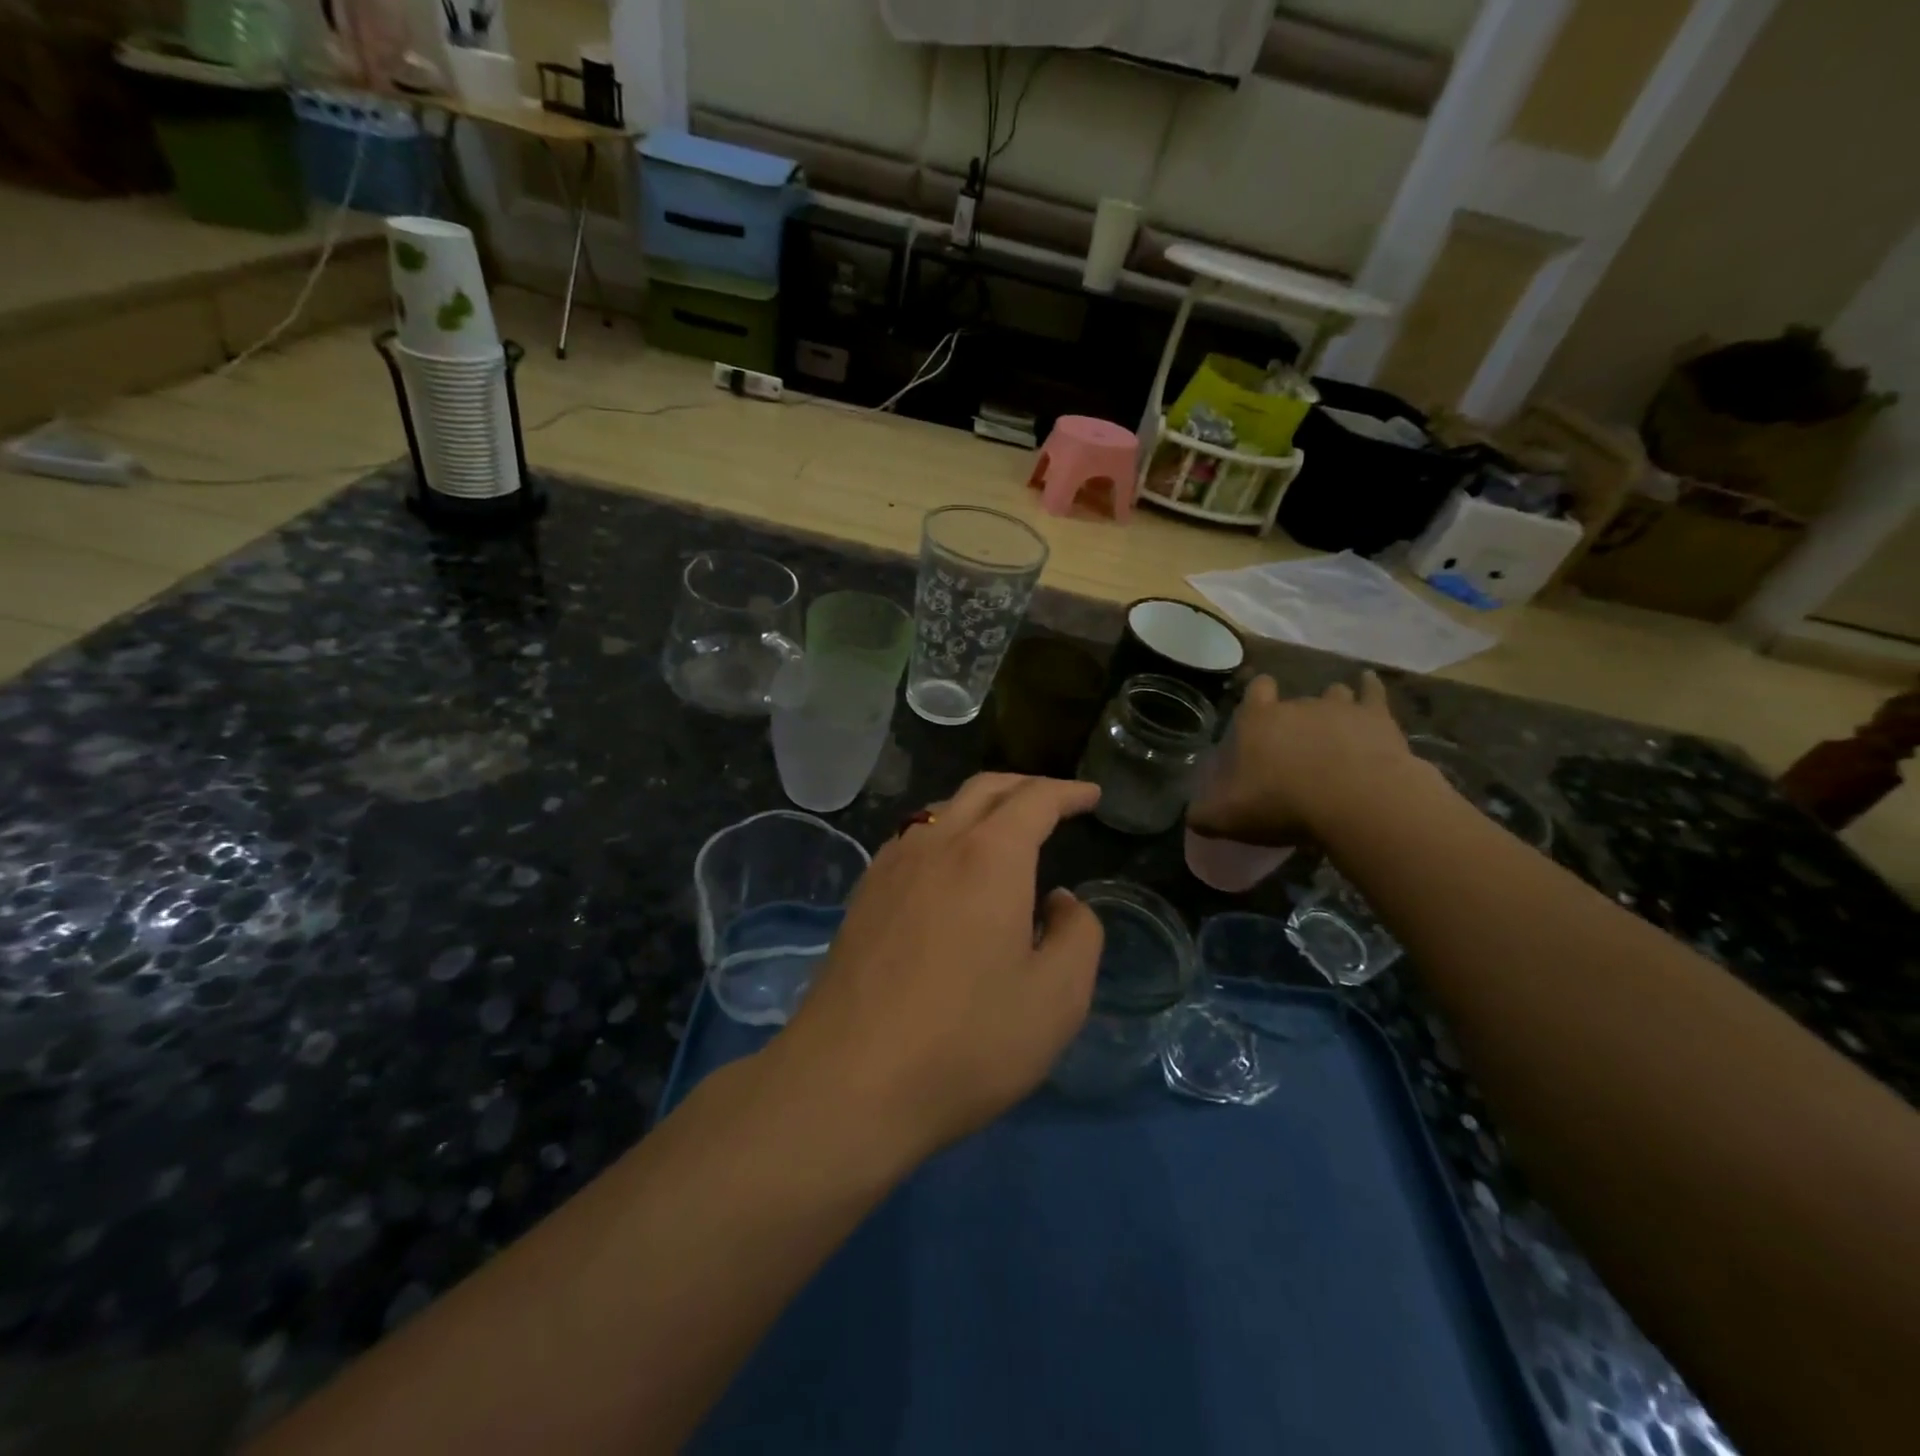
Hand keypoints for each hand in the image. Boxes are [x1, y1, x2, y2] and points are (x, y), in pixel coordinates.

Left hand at [777, 775, 1104, 1163]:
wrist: (849, 1080)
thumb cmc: (967, 1041)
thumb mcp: (1057, 998)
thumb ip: (1077, 935)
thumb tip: (1059, 901)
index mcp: (989, 856)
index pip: (1035, 800)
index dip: (1068, 792)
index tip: (1092, 794)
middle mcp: (936, 844)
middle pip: (984, 790)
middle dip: (1025, 786)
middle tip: (1056, 800)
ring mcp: (891, 867)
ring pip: (941, 809)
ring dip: (981, 806)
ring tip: (1005, 829)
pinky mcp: (863, 896)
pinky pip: (912, 840)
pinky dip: (945, 832)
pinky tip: (949, 867)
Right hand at [1187, 672, 1422, 847]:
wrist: (1356, 801)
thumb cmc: (1283, 804)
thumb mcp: (1229, 818)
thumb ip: (1205, 814)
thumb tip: (1190, 816)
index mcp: (1258, 721)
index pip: (1254, 692)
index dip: (1256, 697)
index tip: (1258, 712)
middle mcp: (1296, 705)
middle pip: (1294, 700)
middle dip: (1295, 717)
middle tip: (1296, 746)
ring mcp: (1339, 707)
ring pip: (1333, 694)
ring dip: (1332, 705)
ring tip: (1334, 725)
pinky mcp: (1377, 717)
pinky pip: (1372, 691)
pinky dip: (1369, 687)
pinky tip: (1368, 683)